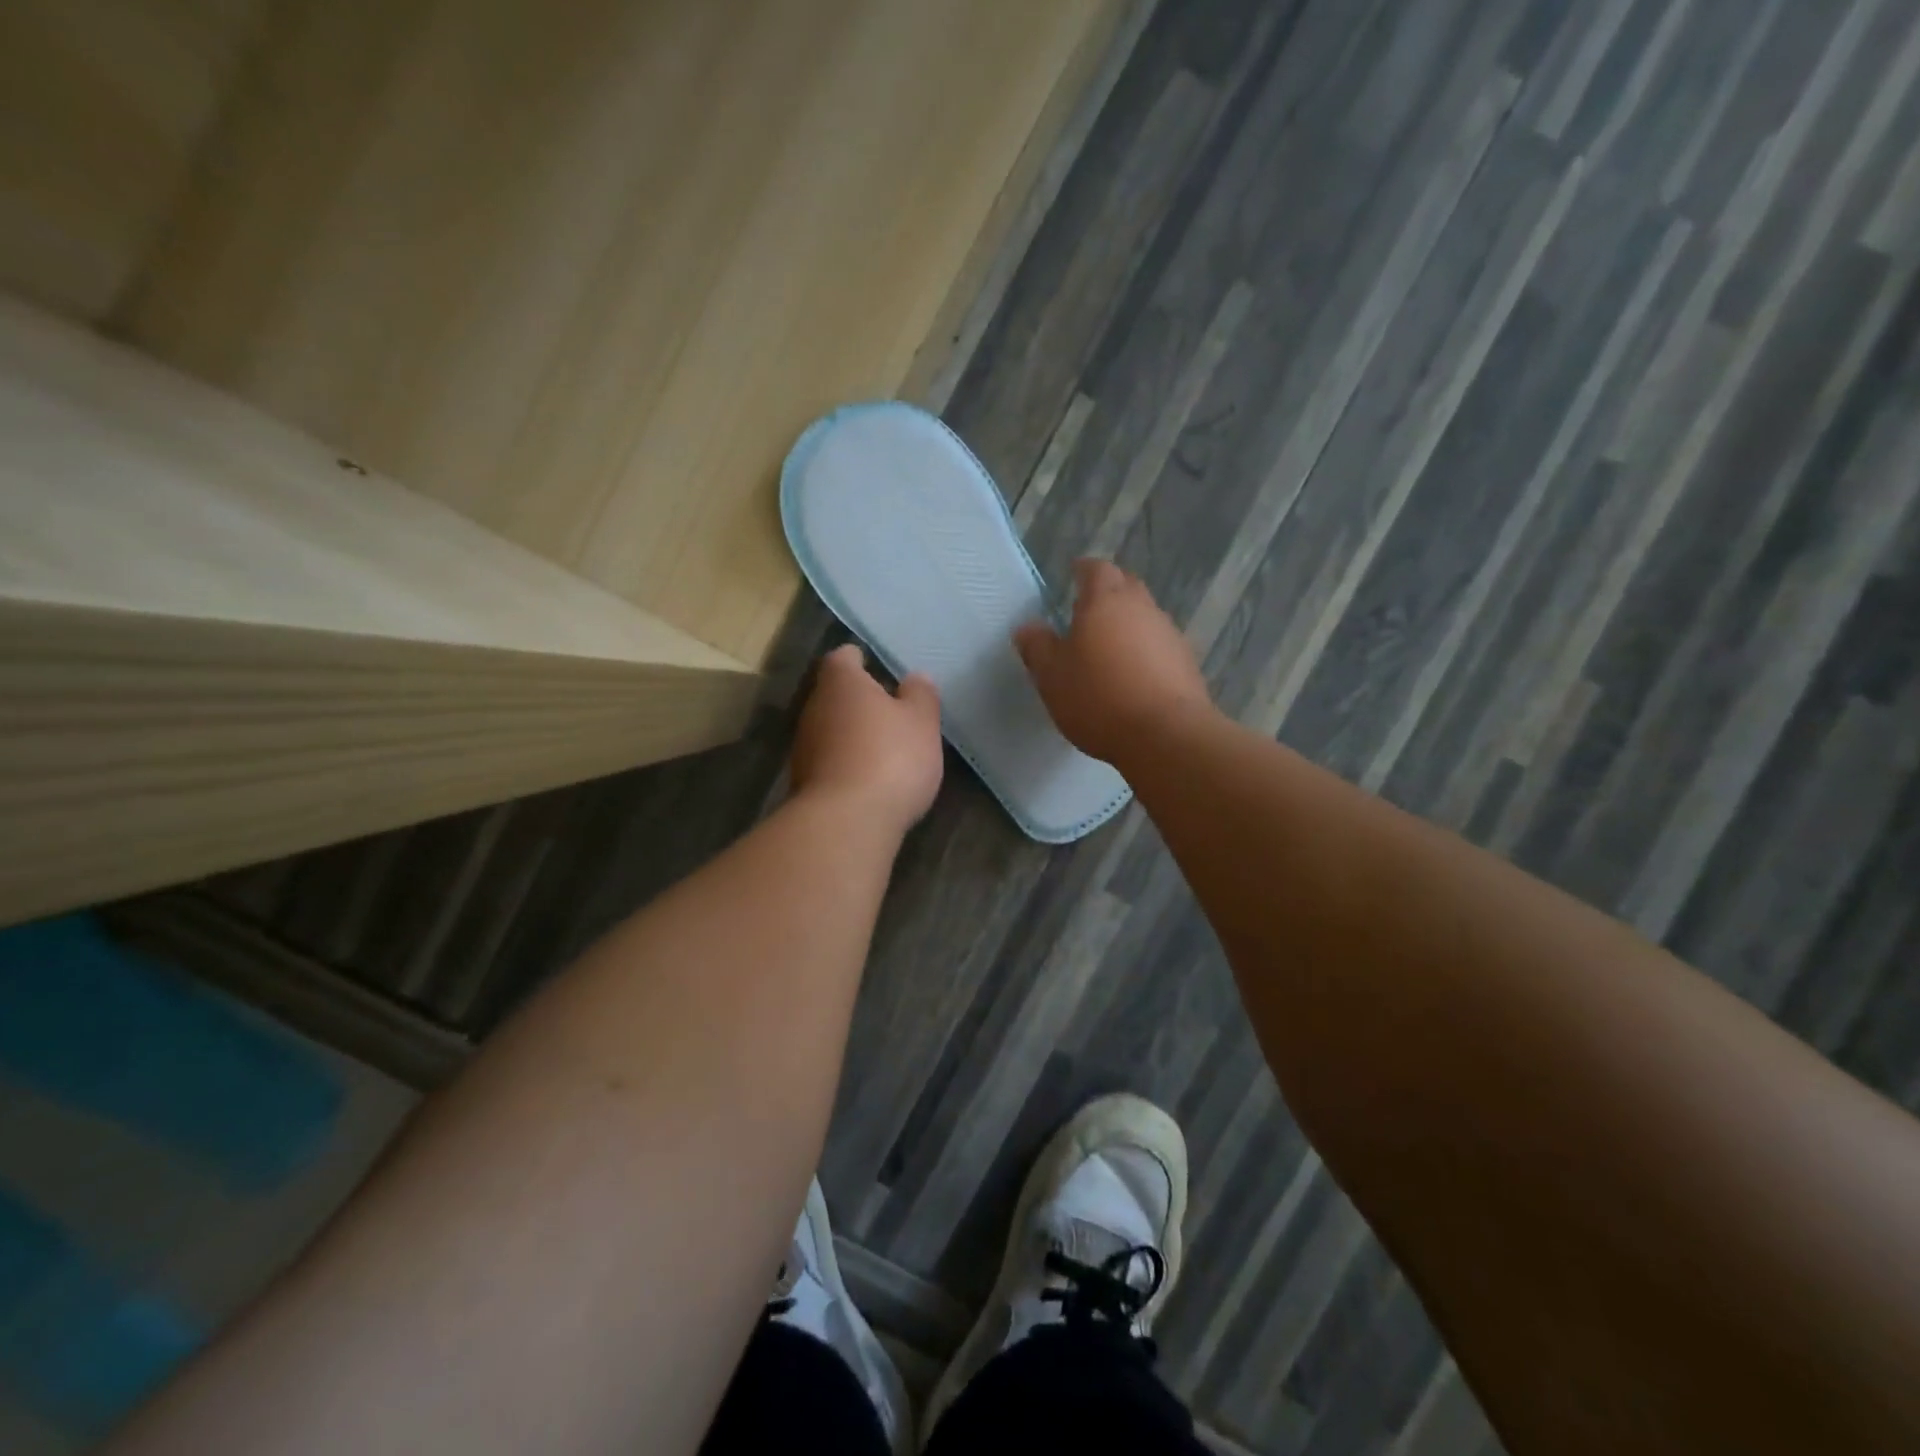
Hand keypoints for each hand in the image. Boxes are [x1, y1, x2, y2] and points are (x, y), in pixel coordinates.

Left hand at [791, 645, 943, 833]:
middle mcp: (814, 708)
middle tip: (890, 712)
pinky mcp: (803, 783)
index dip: (860, 659)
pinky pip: (828, 762)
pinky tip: (869, 781)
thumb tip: (915, 678)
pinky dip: (845, 765)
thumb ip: (920, 696)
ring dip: (851, 735)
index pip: (844, 657)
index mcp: (841, 683)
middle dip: (858, 701)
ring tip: (883, 749)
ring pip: (830, 729)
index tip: (877, 668)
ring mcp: (804, 747)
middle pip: (834, 695)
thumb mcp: (921, 722)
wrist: (846, 822)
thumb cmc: (890, 758)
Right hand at [1013, 559, 1212, 764]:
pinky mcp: (1186, 662)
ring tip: (1108, 648)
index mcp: (1105, 601)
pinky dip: (1145, 651)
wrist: (1166, 735)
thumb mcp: (1052, 677)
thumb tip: (1028, 627)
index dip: (1083, 570)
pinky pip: (1159, 645)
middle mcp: (1142, 608)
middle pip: (1125, 586)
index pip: (1095, 569)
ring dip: (1127, 624)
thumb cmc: (1098, 698)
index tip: (1072, 576)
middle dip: (1107, 592)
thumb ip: (1038, 647)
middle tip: (1087, 611)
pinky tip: (1133, 676)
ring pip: (1145, 616)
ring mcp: (1169, 634)